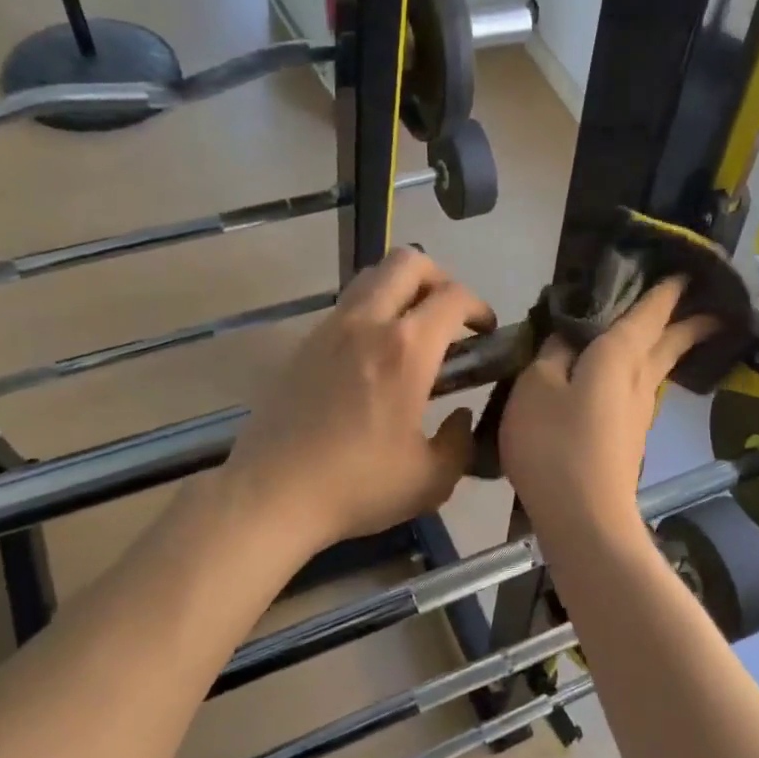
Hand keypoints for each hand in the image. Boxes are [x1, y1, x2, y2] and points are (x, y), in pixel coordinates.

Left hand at [225, 248, 495, 553]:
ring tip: (413, 334)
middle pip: (408, 262)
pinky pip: (345, 308)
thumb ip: (460, 442)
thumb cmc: (358, 487)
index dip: (479, 308)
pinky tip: (373, 360)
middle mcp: (366, 323)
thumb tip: (460, 417)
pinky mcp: (302, 346)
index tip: (486, 333)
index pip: (453, 297)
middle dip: (440, 279)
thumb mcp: (432, 479)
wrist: (272, 495)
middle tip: (449, 318)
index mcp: (406, 350)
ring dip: (401, 291)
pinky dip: (370, 314)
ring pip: (371, 277)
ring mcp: (328, 330)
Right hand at [500, 277, 712, 539]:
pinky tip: (630, 380)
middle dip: (688, 320)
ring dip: (670, 346)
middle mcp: (639, 379)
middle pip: (670, 341)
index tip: (687, 270)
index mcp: (618, 356)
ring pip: (658, 368)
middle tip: (709, 303)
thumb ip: (551, 355)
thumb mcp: (536, 388)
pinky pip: (641, 391)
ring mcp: (639, 413)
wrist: (583, 516)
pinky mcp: (630, 439)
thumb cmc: (555, 445)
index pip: (649, 311)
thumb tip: (568, 335)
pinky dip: (643, 373)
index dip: (666, 289)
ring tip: (671, 333)